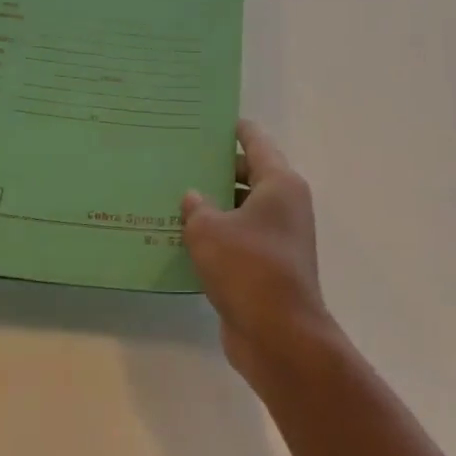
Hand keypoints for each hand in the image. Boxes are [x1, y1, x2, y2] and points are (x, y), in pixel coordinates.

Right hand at [182, 120, 334, 382]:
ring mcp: (278, 238)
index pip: (256, 141)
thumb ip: (197, 208)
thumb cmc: (248, 268)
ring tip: (171, 196)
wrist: (279, 336)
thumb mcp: (210, 231)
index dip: (234, 129)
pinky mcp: (267, 267)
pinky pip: (238, 239)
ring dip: (213, 206)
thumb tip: (194, 198)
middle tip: (178, 160)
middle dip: (215, 169)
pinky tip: (181, 239)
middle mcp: (284, 205)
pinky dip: (216, 237)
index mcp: (280, 184)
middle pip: (248, 174)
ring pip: (241, 209)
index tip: (209, 120)